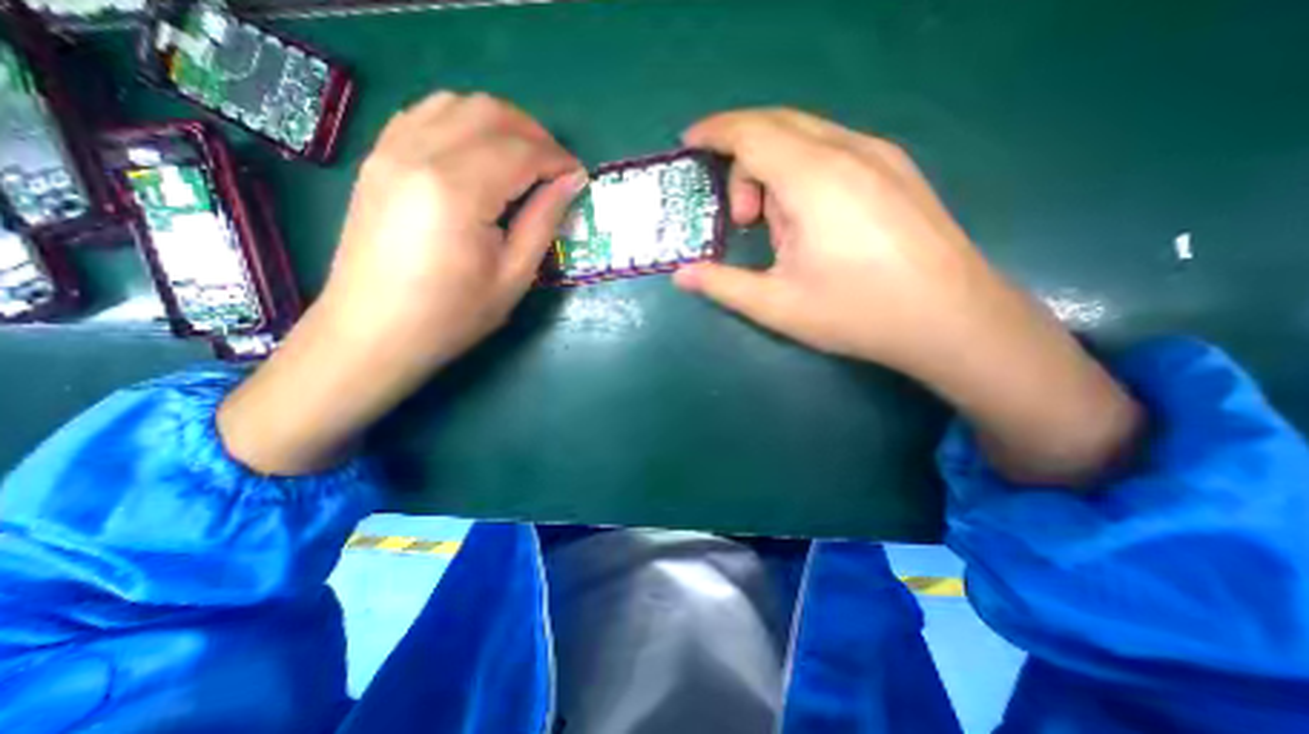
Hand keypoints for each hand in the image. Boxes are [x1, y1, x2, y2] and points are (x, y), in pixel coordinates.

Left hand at [218, 92, 582, 476]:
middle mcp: (420, 154)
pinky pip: (426, 114)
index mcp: (458, 191)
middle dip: (535, 134)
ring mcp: (391, 150)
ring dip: (501, 124)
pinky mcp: (378, 158)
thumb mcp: (514, 276)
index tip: (579, 178)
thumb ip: (544, 220)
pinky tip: (480, 154)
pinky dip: (463, 123)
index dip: (558, 160)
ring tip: (524, 159)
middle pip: (490, 113)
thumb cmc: (453, 314)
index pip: (521, 151)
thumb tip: (572, 182)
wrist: (374, 331)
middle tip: (557, 168)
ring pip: (456, 103)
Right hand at [681, 108, 1143, 483]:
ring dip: (775, 171)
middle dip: (742, 159)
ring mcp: (880, 156)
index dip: (714, 131)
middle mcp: (849, 151)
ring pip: (807, 137)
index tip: (689, 143)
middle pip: (777, 125)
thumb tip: (681, 275)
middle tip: (739, 217)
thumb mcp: (777, 305)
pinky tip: (811, 221)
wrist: (952, 319)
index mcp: (814, 179)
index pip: (751, 131)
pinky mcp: (897, 170)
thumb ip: (722, 285)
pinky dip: (803, 173)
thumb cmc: (858, 312)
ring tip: (778, 230)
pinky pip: (834, 150)